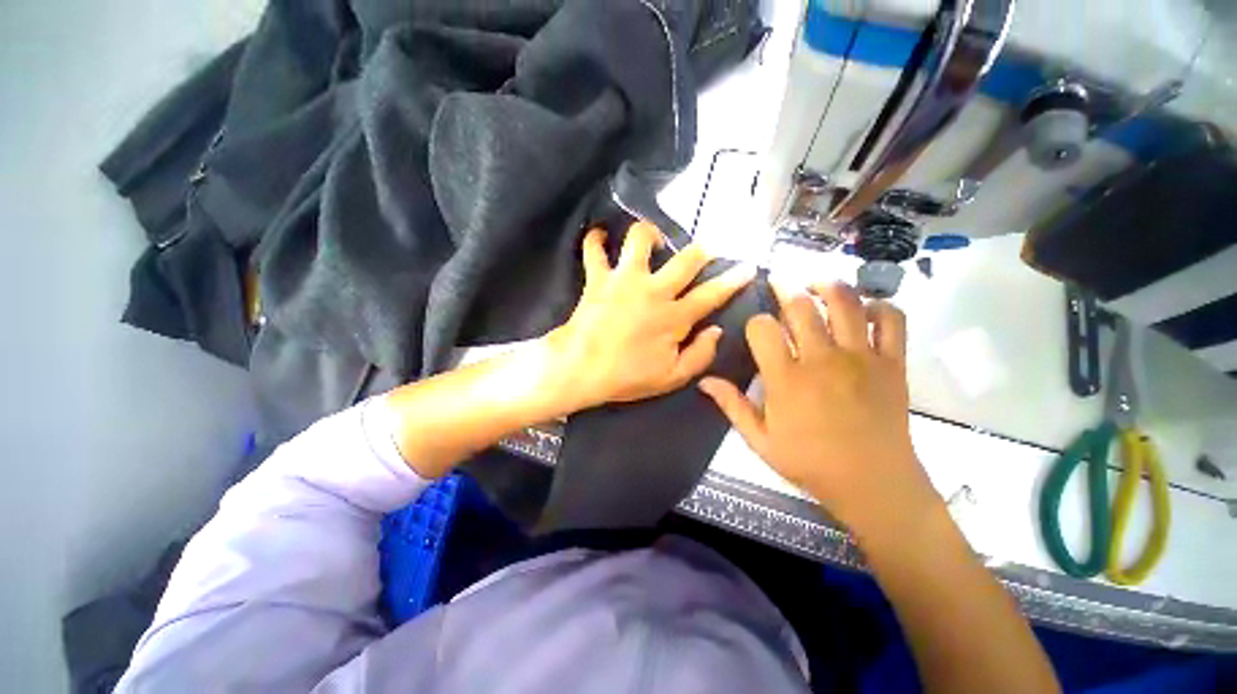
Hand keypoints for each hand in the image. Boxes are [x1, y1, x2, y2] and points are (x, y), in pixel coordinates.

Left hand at [546, 221, 754, 412]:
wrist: (580, 369)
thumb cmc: (626, 377)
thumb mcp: (671, 378)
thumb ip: (700, 355)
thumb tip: (716, 331)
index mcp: (674, 316)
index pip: (712, 294)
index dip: (733, 280)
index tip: (748, 267)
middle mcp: (653, 290)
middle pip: (686, 259)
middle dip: (701, 251)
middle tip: (705, 250)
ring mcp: (624, 279)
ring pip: (640, 239)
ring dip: (649, 233)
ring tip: (653, 240)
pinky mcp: (598, 278)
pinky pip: (593, 250)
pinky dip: (596, 240)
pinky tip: (600, 236)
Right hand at [698, 282, 937, 536]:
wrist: (873, 483)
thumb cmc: (810, 462)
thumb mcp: (760, 440)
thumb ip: (732, 405)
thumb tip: (704, 380)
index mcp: (786, 379)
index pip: (762, 329)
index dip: (756, 322)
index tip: (757, 330)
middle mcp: (822, 359)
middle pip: (801, 306)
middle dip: (786, 289)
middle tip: (780, 283)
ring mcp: (861, 358)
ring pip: (846, 303)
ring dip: (828, 286)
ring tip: (817, 285)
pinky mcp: (892, 363)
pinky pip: (892, 320)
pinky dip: (879, 306)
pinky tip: (865, 309)